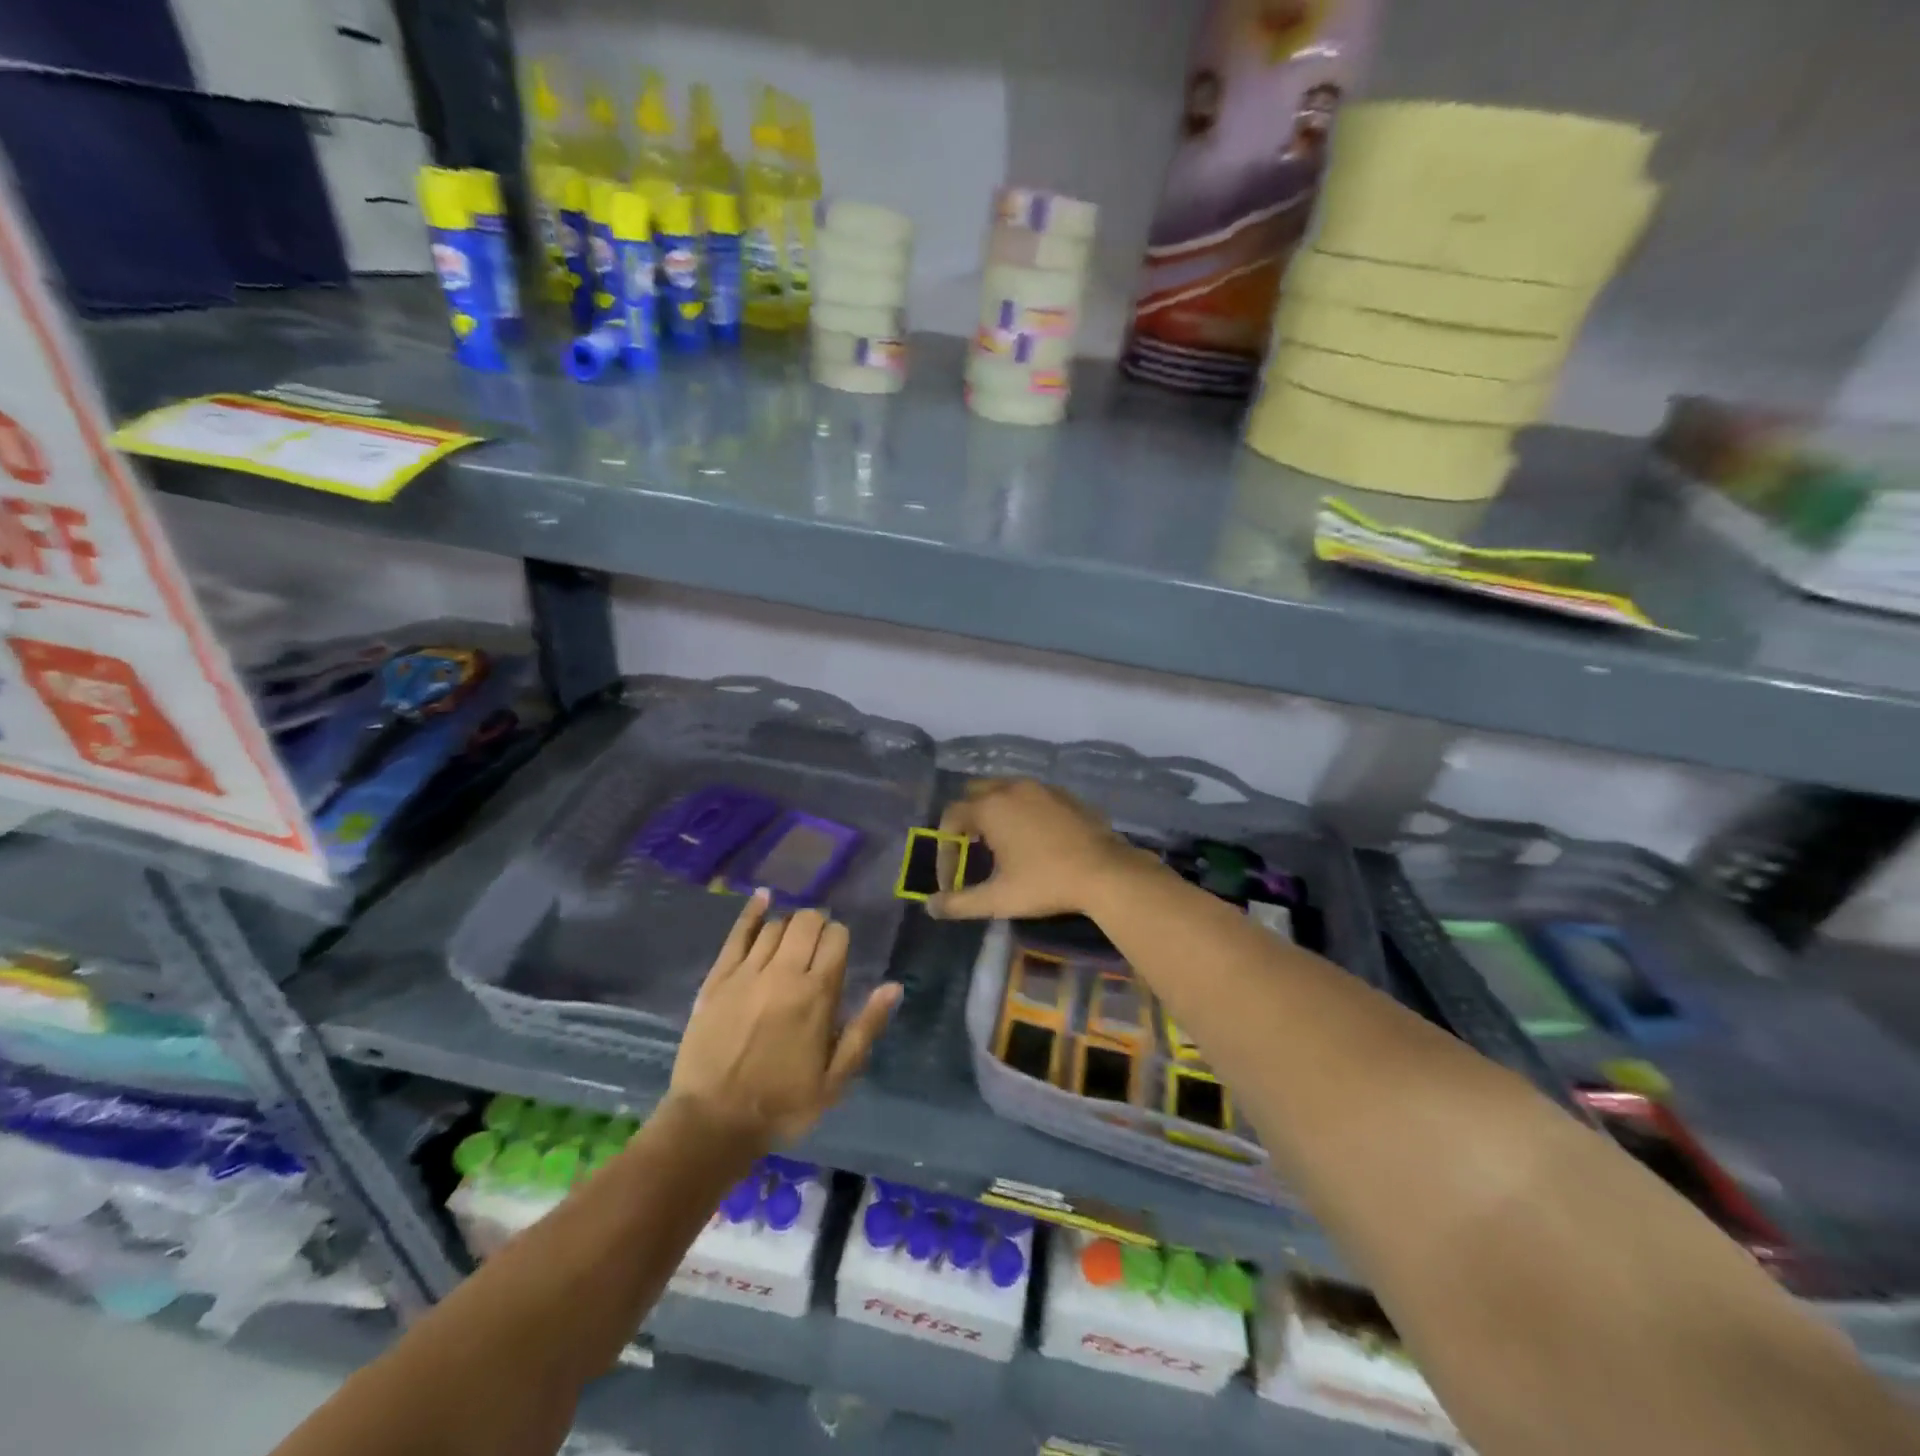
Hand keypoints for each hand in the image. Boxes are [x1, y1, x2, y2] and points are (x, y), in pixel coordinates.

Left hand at [668, 892, 900, 1147]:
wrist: (714, 1122)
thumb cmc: (783, 1103)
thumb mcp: (836, 1078)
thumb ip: (865, 1028)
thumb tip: (893, 986)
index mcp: (816, 994)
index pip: (836, 938)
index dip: (840, 939)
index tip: (837, 955)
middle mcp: (784, 973)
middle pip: (806, 922)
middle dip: (817, 926)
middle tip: (815, 947)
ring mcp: (747, 972)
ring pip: (775, 925)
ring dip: (789, 926)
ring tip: (790, 942)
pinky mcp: (718, 978)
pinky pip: (738, 934)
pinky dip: (752, 912)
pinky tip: (762, 898)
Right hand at [930, 778, 1153, 920]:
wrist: (1106, 873)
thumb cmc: (1046, 883)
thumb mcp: (998, 899)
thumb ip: (960, 903)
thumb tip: (930, 907)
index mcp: (991, 807)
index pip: (951, 818)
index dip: (945, 848)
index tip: (952, 879)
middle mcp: (1012, 788)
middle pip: (974, 793)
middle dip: (966, 820)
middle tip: (971, 850)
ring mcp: (1041, 787)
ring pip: (1004, 789)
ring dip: (993, 811)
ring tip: (999, 844)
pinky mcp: (1064, 794)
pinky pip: (1030, 795)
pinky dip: (1020, 809)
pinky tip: (1032, 837)